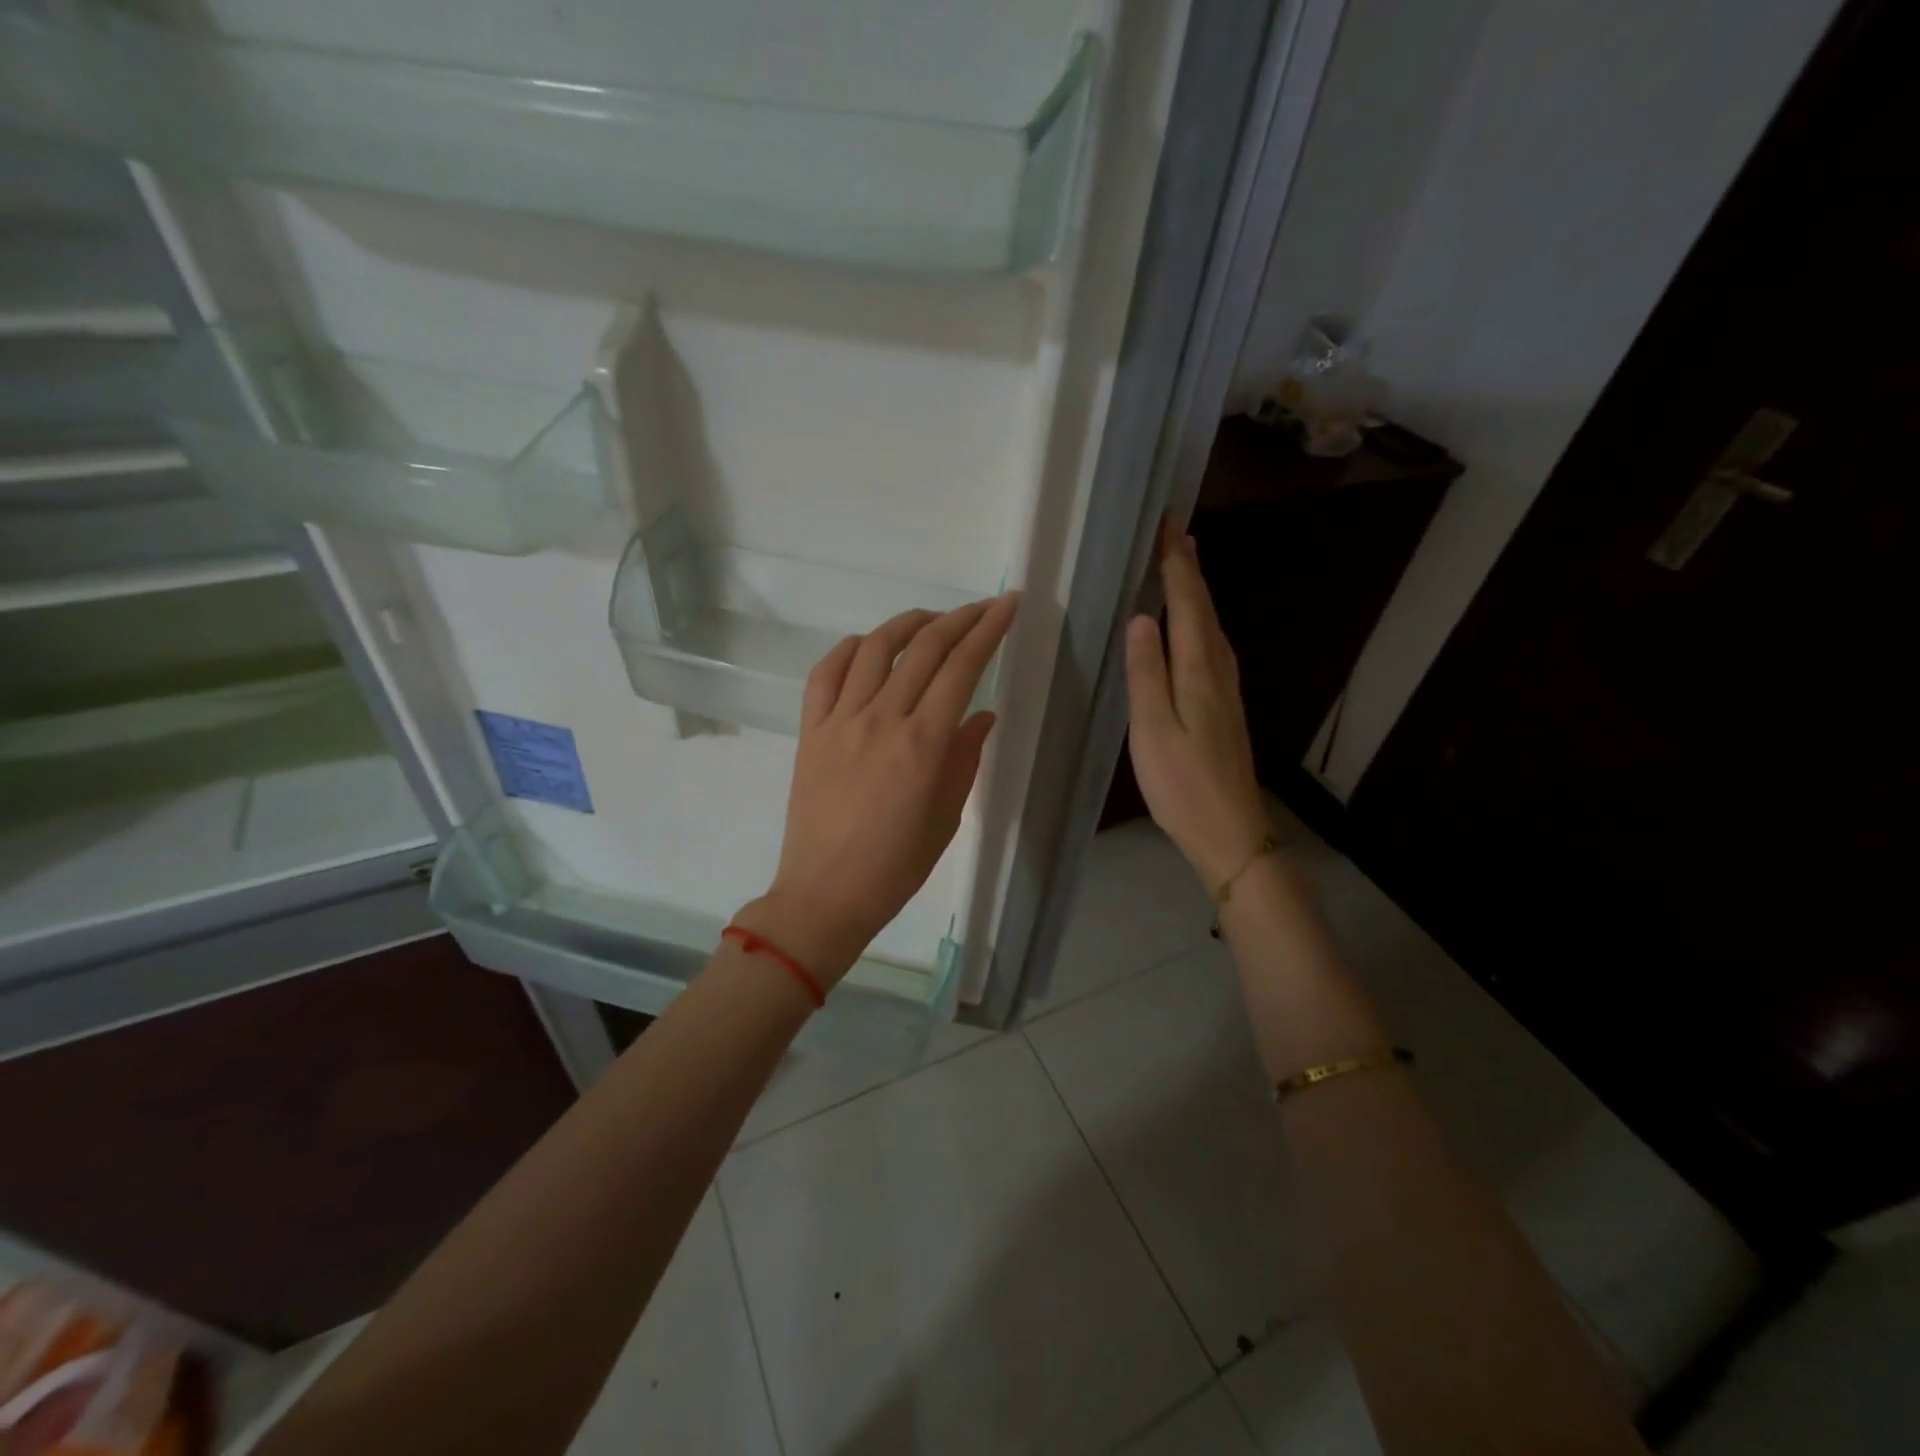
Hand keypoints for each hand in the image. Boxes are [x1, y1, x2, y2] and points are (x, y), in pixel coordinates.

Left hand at [735, 594, 1018, 985]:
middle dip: (959, 619)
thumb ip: (965, 758)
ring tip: (929, 620)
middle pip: (924, 648)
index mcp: (923, 744)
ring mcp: (840, 721)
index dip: (988, 630)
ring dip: (907, 624)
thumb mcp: (946, 816)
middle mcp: (882, 719)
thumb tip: (980, 715)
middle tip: (980, 608)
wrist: (826, 893)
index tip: (1006, 605)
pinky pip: (826, 673)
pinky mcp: (810, 730)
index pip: (962, 668)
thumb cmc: (896, 865)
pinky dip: (849, 650)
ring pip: (874, 649)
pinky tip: (867, 646)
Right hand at [1125, 519, 1270, 889]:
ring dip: (1197, 593)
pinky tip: (1193, 628)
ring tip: (1184, 566)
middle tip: (1176, 533)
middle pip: (1205, 608)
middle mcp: (1218, 670)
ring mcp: (1225, 689)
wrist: (1230, 830)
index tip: (1169, 525)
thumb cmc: (1182, 783)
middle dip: (1189, 569)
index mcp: (1198, 670)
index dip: (1177, 564)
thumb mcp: (1151, 729)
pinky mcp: (1224, 706)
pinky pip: (1211, 646)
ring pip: (1211, 627)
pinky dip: (1200, 622)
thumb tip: (1143, 617)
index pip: (1188, 603)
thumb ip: (1145, 672)